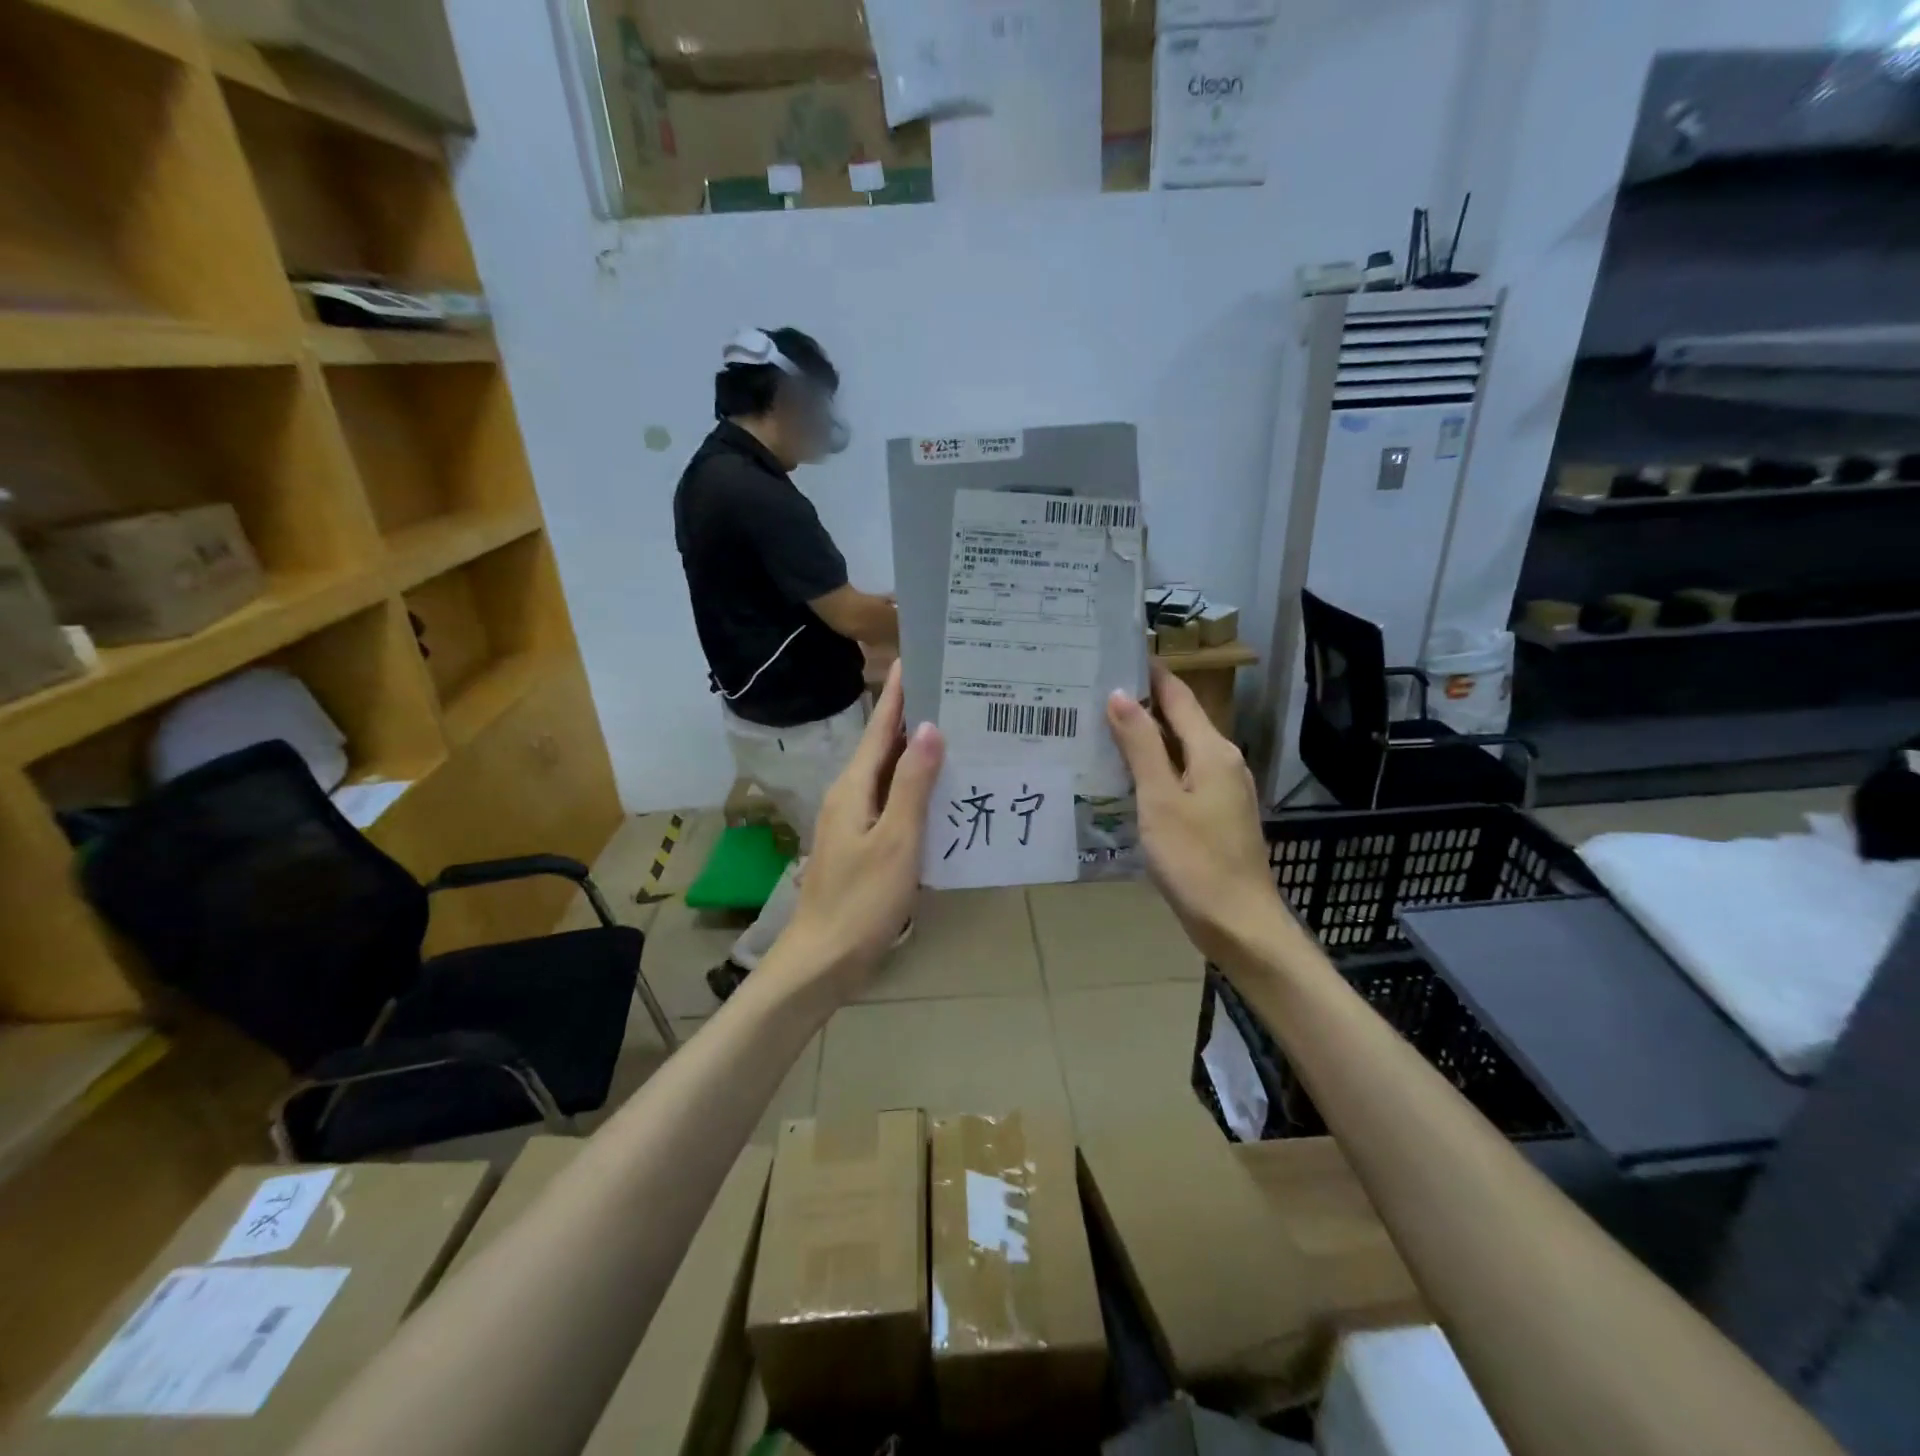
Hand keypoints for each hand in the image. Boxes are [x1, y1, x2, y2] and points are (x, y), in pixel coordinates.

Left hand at [774, 662, 942, 995]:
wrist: (823, 959)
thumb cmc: (861, 900)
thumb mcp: (896, 840)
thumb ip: (912, 785)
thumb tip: (928, 728)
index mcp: (854, 787)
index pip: (879, 728)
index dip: (898, 694)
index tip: (915, 659)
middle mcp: (850, 796)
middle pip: (884, 747)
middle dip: (914, 720)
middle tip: (955, 697)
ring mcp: (854, 822)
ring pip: (889, 776)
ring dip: (917, 755)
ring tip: (958, 736)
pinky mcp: (863, 845)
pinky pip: (892, 803)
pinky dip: (916, 790)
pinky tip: (942, 794)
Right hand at [1107, 662, 1285, 962]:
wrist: (1238, 923)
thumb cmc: (1196, 859)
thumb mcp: (1159, 799)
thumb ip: (1141, 746)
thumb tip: (1120, 695)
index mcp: (1213, 751)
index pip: (1178, 696)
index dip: (1150, 674)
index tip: (1115, 655)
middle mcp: (1223, 762)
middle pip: (1180, 721)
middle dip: (1141, 705)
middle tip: (1094, 694)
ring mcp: (1223, 790)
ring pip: (1179, 750)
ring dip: (1145, 738)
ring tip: (1101, 730)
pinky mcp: (1216, 815)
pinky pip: (1181, 777)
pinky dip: (1154, 768)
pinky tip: (1126, 777)